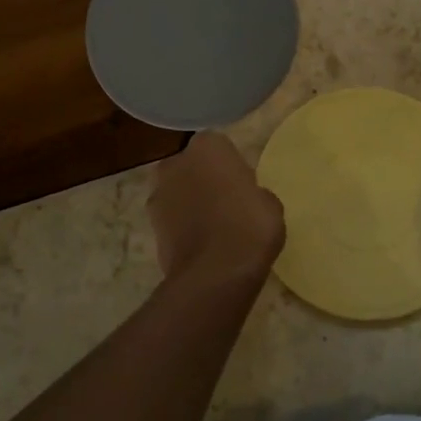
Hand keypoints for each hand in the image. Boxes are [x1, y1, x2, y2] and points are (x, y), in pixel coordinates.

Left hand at [148, 133, 285, 286]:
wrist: (215, 274)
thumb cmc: (250, 227)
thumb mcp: (270, 204)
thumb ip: (253, 192)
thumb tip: (245, 199)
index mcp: (208, 146)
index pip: (219, 147)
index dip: (230, 166)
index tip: (242, 185)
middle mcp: (176, 162)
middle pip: (192, 166)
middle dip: (204, 180)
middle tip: (227, 203)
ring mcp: (158, 194)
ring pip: (178, 192)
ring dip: (190, 203)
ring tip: (214, 228)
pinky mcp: (150, 226)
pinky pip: (172, 219)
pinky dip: (182, 227)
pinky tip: (201, 246)